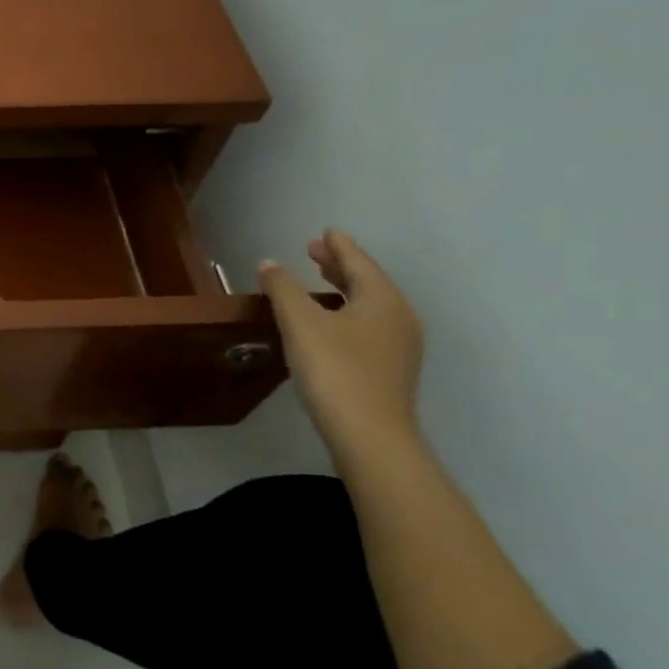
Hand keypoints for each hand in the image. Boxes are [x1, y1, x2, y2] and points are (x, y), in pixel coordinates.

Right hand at [258, 230, 423, 458]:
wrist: (370, 436)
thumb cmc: (335, 369)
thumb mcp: (300, 323)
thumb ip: (283, 288)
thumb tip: (269, 263)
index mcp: (383, 300)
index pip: (359, 262)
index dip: (339, 246)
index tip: (324, 232)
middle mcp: (398, 318)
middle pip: (367, 282)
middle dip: (339, 265)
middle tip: (313, 252)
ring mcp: (398, 347)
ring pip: (368, 305)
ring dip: (342, 290)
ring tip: (318, 282)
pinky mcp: (389, 370)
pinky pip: (367, 326)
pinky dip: (346, 312)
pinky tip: (327, 322)